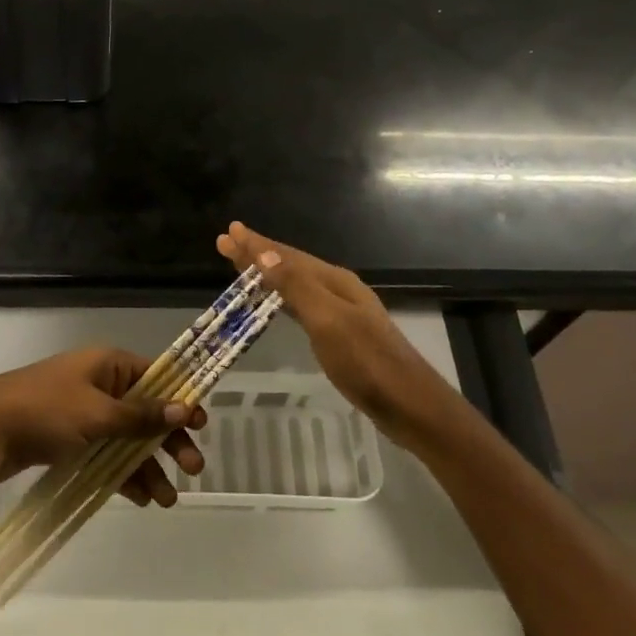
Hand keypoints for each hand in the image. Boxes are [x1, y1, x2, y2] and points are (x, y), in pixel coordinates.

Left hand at [0, 347, 206, 505]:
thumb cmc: (44, 412)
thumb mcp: (97, 413)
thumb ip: (140, 416)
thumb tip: (184, 409)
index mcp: (107, 365)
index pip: (155, 377)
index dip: (179, 400)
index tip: (201, 425)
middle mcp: (99, 385)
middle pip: (144, 412)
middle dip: (167, 441)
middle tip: (193, 469)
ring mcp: (83, 414)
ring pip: (126, 439)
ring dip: (147, 466)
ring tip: (167, 500)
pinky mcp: (68, 441)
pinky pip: (105, 455)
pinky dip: (122, 474)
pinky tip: (140, 498)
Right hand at [216, 221, 463, 450]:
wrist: (409, 404)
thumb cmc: (366, 362)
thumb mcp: (328, 321)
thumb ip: (296, 287)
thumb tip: (265, 253)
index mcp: (334, 281)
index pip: (286, 256)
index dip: (256, 245)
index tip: (228, 232)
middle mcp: (337, 289)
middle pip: (290, 265)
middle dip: (257, 254)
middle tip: (225, 243)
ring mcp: (341, 312)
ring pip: (295, 284)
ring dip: (267, 274)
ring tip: (241, 267)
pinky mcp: (341, 335)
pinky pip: (301, 305)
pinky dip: (281, 297)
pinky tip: (275, 303)